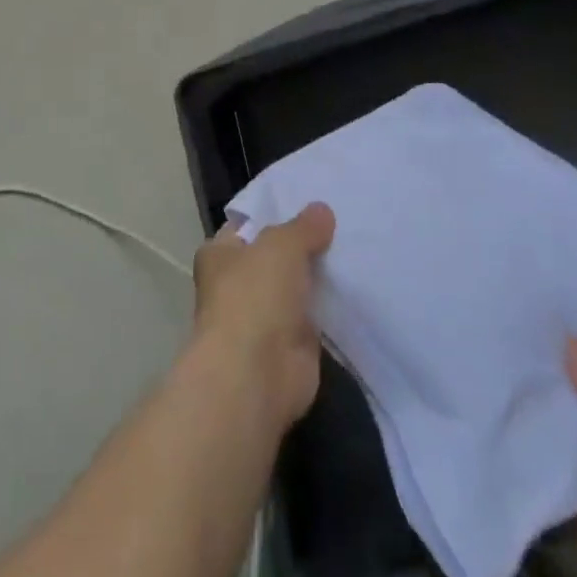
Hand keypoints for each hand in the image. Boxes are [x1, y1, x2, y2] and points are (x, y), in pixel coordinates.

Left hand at [190, 204, 335, 429]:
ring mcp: (263, 319)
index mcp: (219, 255)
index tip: (306, 202)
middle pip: (274, 257)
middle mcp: (236, 285)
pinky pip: (314, 318)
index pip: (245, 226)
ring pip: (295, 288)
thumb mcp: (281, 245)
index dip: (272, 214)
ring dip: (317, 279)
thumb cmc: (254, 295)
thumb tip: (322, 210)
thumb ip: (303, 227)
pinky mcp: (290, 347)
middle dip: (301, 246)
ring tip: (354, 250)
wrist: (257, 374)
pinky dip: (331, 309)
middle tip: (340, 224)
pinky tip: (357, 290)